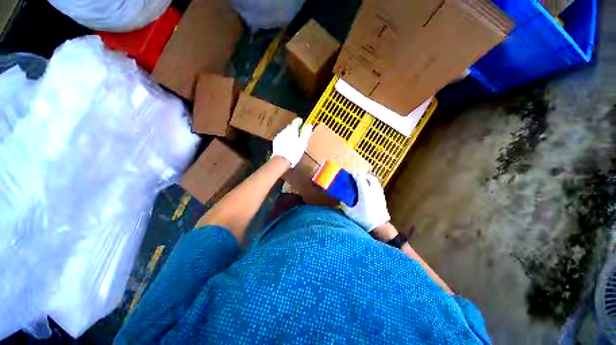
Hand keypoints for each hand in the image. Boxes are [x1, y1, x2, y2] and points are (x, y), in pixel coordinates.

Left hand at [272, 118, 312, 167]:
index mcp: (292, 129)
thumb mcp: (303, 143)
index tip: (303, 124)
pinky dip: (285, 139)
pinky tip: (288, 146)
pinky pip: (282, 137)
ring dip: (290, 135)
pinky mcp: (276, 141)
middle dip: (295, 129)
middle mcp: (285, 130)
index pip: (296, 121)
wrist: (281, 160)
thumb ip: (306, 133)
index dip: (300, 122)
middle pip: (291, 126)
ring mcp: (279, 136)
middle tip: (300, 136)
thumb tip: (309, 125)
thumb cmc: (294, 152)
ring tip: (294, 142)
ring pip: (286, 132)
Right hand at [342, 171, 389, 231]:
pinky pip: (377, 185)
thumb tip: (341, 199)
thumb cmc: (364, 219)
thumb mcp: (350, 213)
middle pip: (368, 176)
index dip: (354, 174)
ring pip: (374, 179)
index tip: (349, 174)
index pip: (360, 177)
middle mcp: (373, 189)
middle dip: (361, 174)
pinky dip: (372, 183)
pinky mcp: (382, 196)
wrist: (380, 226)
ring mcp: (379, 192)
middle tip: (355, 177)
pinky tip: (368, 188)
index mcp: (365, 192)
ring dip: (368, 178)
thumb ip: (344, 204)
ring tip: (362, 181)